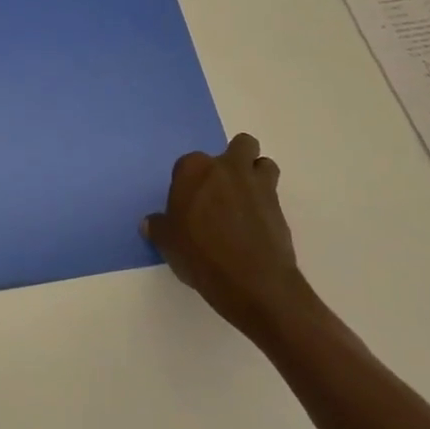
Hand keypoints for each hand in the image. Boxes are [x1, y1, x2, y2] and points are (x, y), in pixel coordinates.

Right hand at [144, 133, 314, 341]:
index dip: (189, 183)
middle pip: (240, 146)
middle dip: (235, 160)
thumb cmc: (201, 255)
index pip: (188, 164)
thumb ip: (159, 228)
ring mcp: (257, 185)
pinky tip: (257, 227)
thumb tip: (150, 223)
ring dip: (257, 176)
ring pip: (264, 164)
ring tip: (247, 202)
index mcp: (195, 169)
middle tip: (224, 190)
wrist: (253, 282)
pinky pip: (274, 194)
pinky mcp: (279, 207)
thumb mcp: (168, 244)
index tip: (189, 205)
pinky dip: (267, 205)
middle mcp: (227, 168)